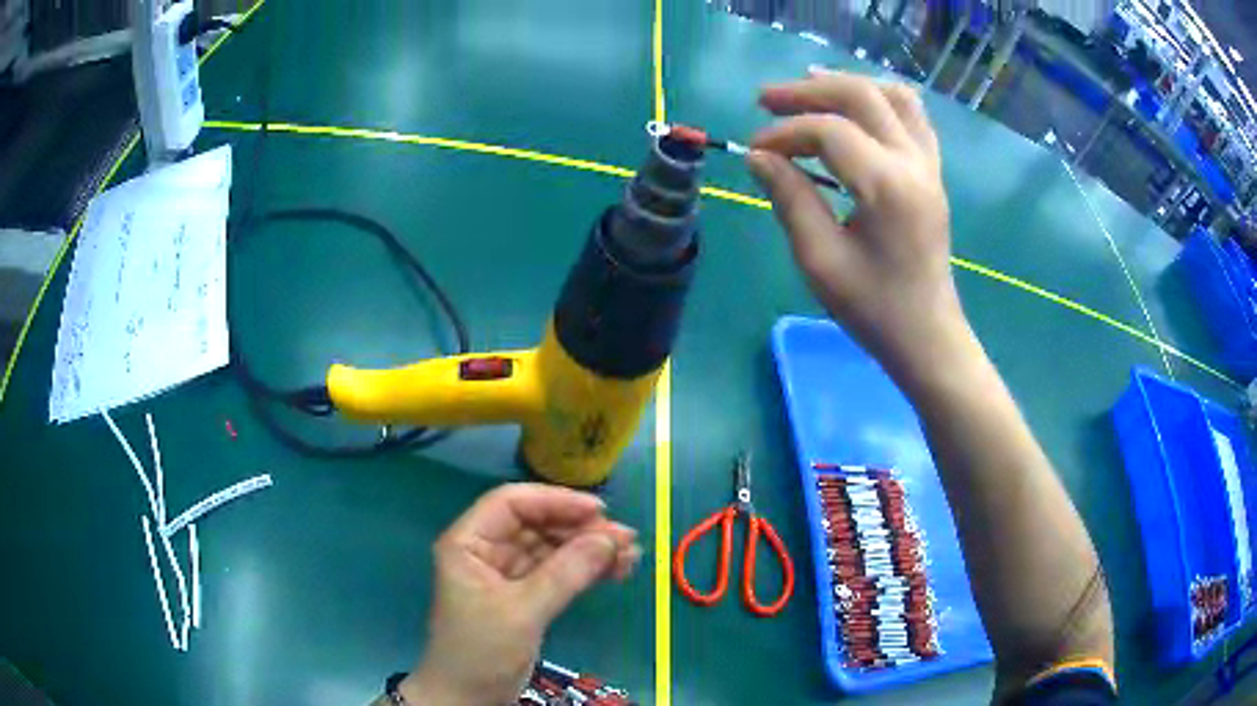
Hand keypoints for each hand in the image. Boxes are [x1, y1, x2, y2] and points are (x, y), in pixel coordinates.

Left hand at [400, 483, 640, 705]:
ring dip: (590, 550)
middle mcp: (487, 550)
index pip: (512, 504)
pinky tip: (616, 571)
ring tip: (631, 556)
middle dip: (581, 529)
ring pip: (552, 548)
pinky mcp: (525, 595)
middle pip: (537, 524)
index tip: (599, 511)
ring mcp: (507, 573)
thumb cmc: (481, 651)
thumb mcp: (522, 612)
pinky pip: (559, 572)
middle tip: (626, 539)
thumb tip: (610, 540)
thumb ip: (565, 574)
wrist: (469, 698)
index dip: (555, 501)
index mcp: (469, 542)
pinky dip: (586, 571)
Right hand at [747, 69, 970, 386]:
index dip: (784, 133)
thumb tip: (757, 156)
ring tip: (809, 87)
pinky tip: (855, 107)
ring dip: (847, 85)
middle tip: (765, 99)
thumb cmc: (874, 309)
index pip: (828, 131)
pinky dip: (880, 99)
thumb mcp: (820, 260)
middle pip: (861, 97)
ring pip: (893, 96)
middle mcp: (914, 163)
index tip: (752, 150)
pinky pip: (913, 116)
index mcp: (887, 186)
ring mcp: (929, 165)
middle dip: (808, 91)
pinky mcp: (932, 173)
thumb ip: (790, 198)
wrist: (928, 336)